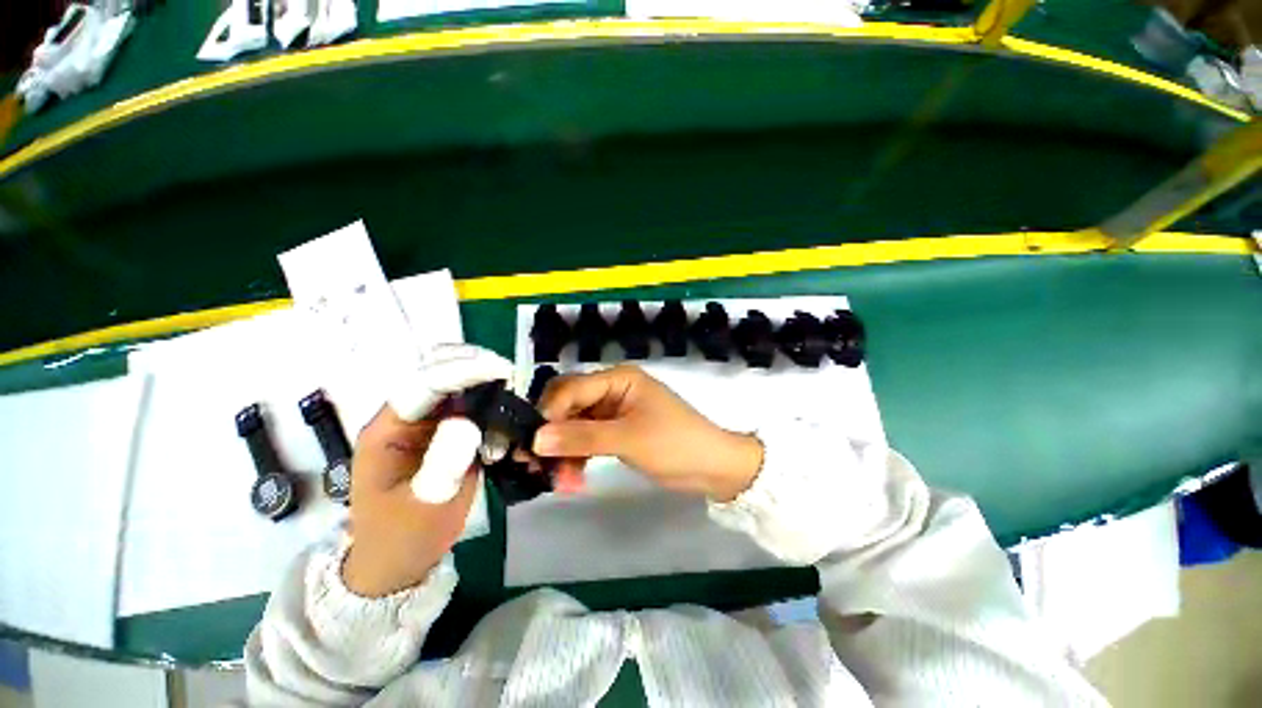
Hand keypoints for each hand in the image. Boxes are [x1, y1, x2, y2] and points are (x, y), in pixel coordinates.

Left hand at [343, 344, 511, 597]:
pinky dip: (490, 407)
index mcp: (386, 431)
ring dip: (484, 385)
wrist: (399, 562)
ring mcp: (426, 426)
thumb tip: (469, 421)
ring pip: (456, 389)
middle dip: (473, 367)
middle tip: (509, 374)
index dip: (461, 372)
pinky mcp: (444, 435)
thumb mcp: (425, 506)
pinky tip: (504, 417)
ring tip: (511, 393)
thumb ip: (443, 463)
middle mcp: (405, 420)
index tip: (500, 369)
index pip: (422, 385)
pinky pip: (469, 409)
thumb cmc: (405, 536)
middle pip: (437, 375)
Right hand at [532, 365, 762, 500]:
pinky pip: (586, 440)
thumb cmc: (675, 443)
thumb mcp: (628, 438)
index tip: (529, 444)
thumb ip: (582, 437)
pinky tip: (573, 478)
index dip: (548, 413)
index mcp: (618, 379)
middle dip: (552, 433)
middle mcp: (612, 390)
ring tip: (559, 480)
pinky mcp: (616, 431)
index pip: (571, 388)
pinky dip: (577, 457)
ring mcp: (613, 412)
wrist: (712, 467)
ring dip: (563, 451)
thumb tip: (535, 439)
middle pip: (569, 405)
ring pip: (574, 425)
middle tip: (535, 463)